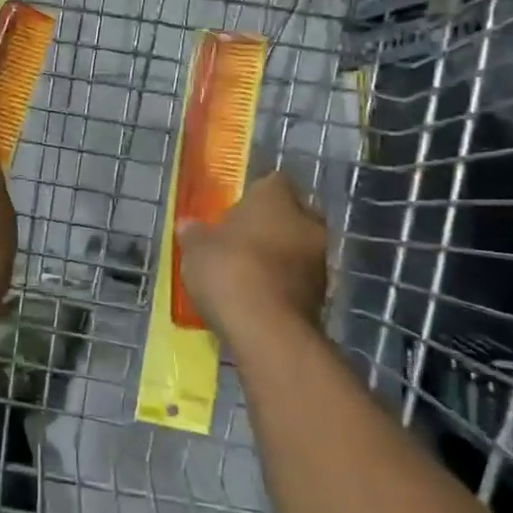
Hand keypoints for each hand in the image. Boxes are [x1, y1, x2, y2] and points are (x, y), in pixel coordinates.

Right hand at [177, 171, 328, 333]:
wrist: (268, 331)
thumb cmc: (229, 272)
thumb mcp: (196, 250)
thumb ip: (194, 234)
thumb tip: (189, 225)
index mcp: (276, 199)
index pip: (272, 181)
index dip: (255, 194)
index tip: (237, 210)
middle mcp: (306, 222)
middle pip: (291, 214)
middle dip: (272, 225)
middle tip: (244, 239)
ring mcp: (320, 259)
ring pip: (299, 247)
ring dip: (281, 256)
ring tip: (250, 273)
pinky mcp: (323, 294)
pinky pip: (300, 278)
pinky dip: (284, 284)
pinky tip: (261, 297)